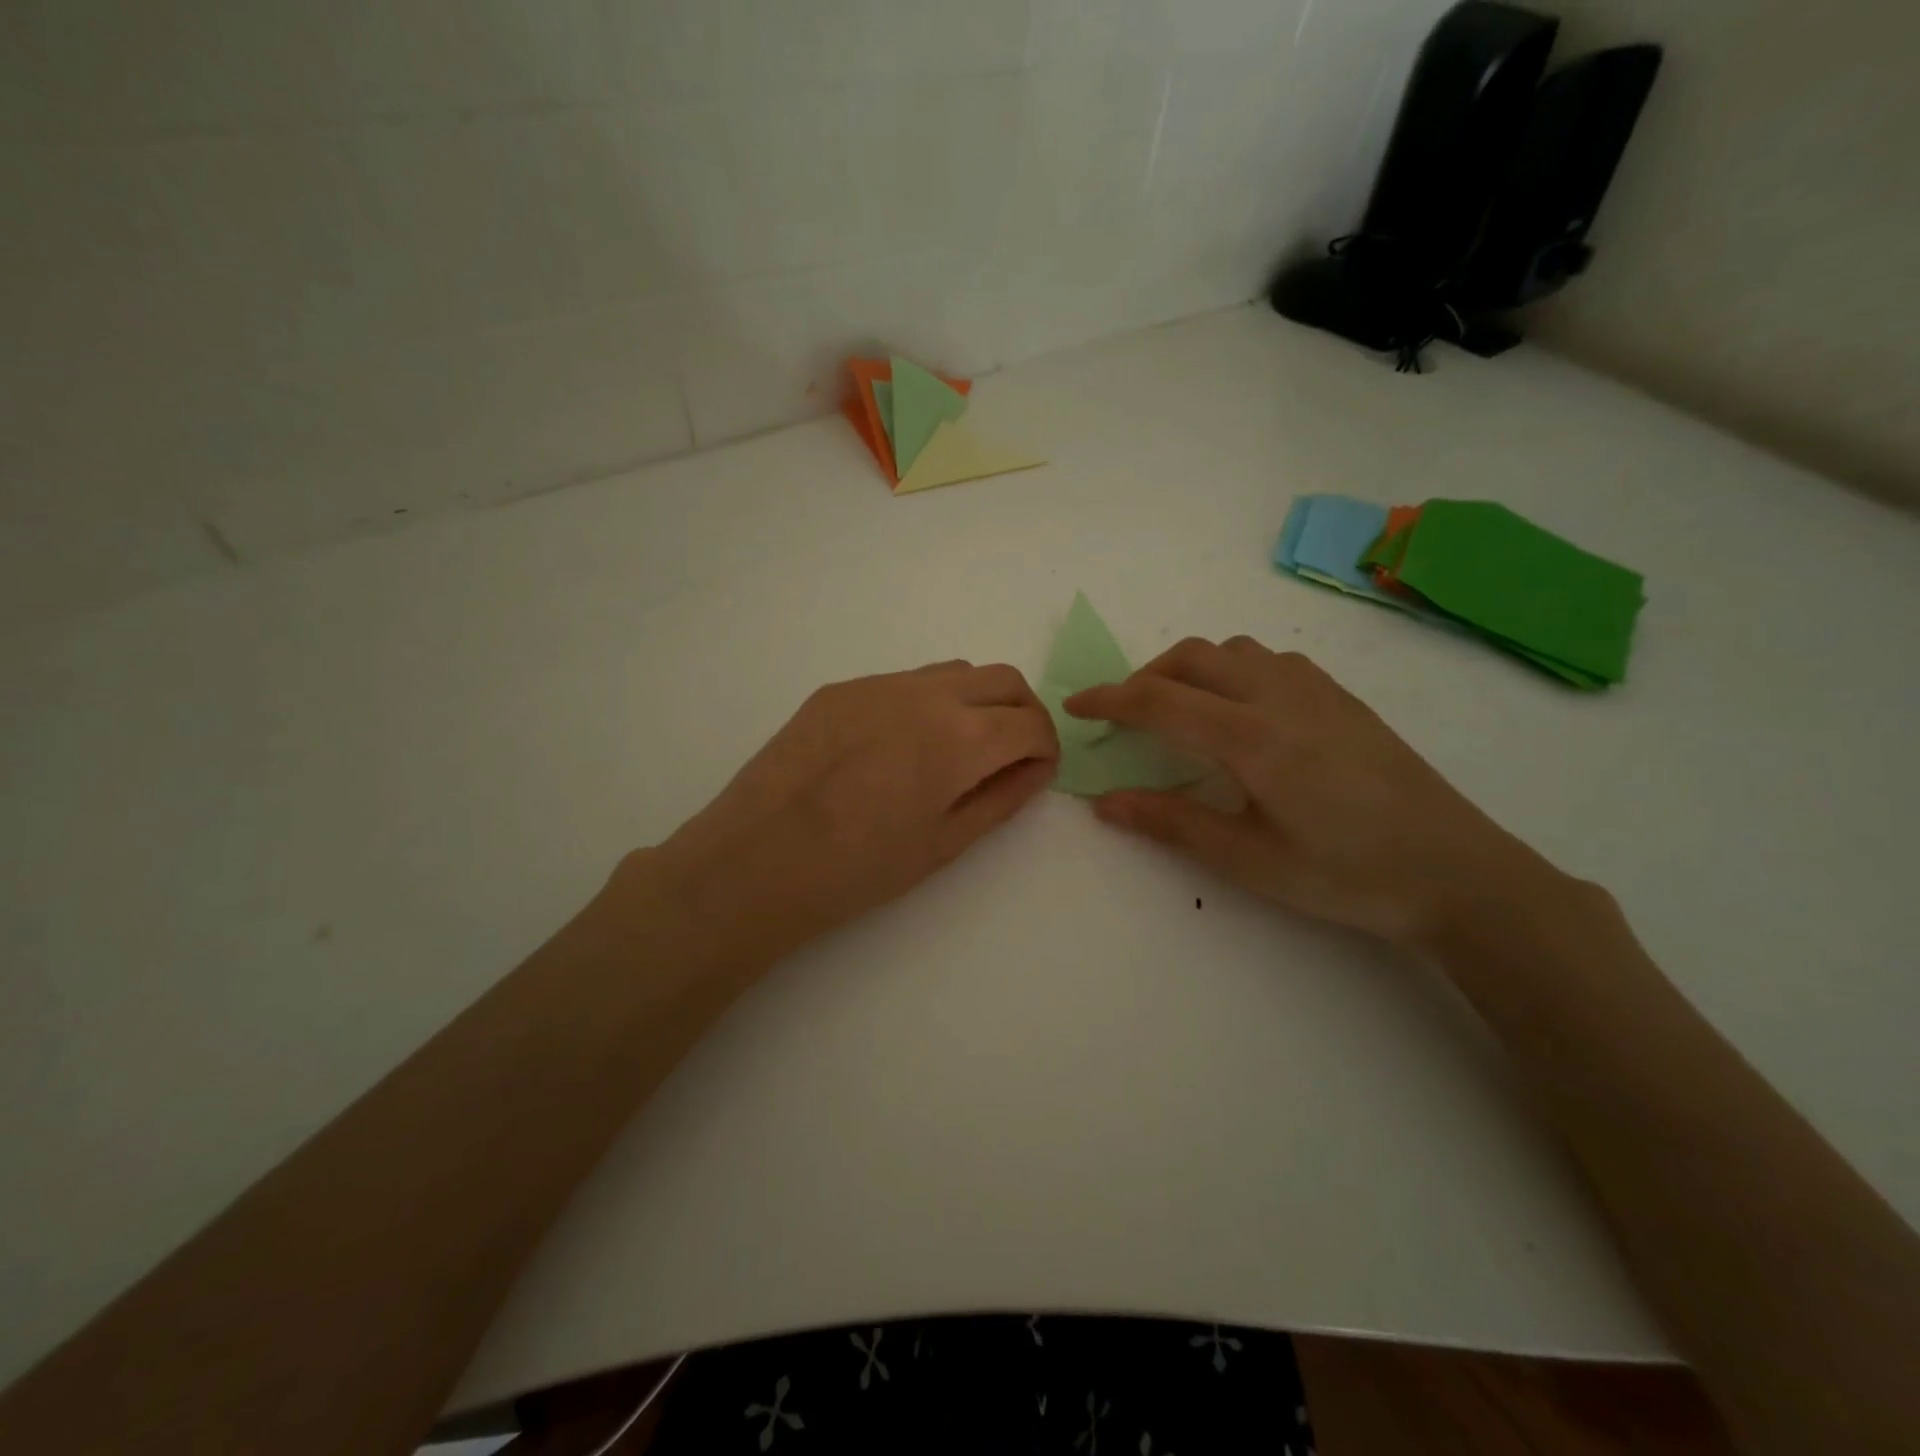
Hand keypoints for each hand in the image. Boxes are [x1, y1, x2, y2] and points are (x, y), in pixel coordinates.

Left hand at [639, 662, 1058, 966]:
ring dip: (976, 700)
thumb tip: (1034, 768)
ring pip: (954, 672)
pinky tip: (899, 747)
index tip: (1036, 772)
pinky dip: (927, 702)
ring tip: (957, 748)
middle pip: (1003, 679)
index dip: (1046, 748)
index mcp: (961, 737)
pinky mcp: (840, 688)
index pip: (1032, 723)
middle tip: (1011, 754)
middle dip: (1023, 713)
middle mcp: (927, 693)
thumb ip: (1001, 798)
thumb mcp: (944, 844)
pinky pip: (904, 681)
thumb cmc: (858, 870)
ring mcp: (879, 684)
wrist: (756, 860)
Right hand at [1065, 637, 1563, 946]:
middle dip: (1145, 677)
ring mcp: (1317, 690)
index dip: (1109, 699)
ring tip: (1179, 711)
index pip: (1160, 700)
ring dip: (1190, 669)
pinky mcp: (1342, 697)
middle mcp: (1281, 696)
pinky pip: (1269, 659)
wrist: (1457, 872)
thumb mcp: (1249, 860)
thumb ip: (1172, 823)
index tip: (1075, 707)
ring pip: (1233, 650)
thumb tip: (1104, 802)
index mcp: (1253, 737)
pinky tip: (1240, 712)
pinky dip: (1231, 670)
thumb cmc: (1346, 874)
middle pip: (1193, 657)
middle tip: (1125, 717)